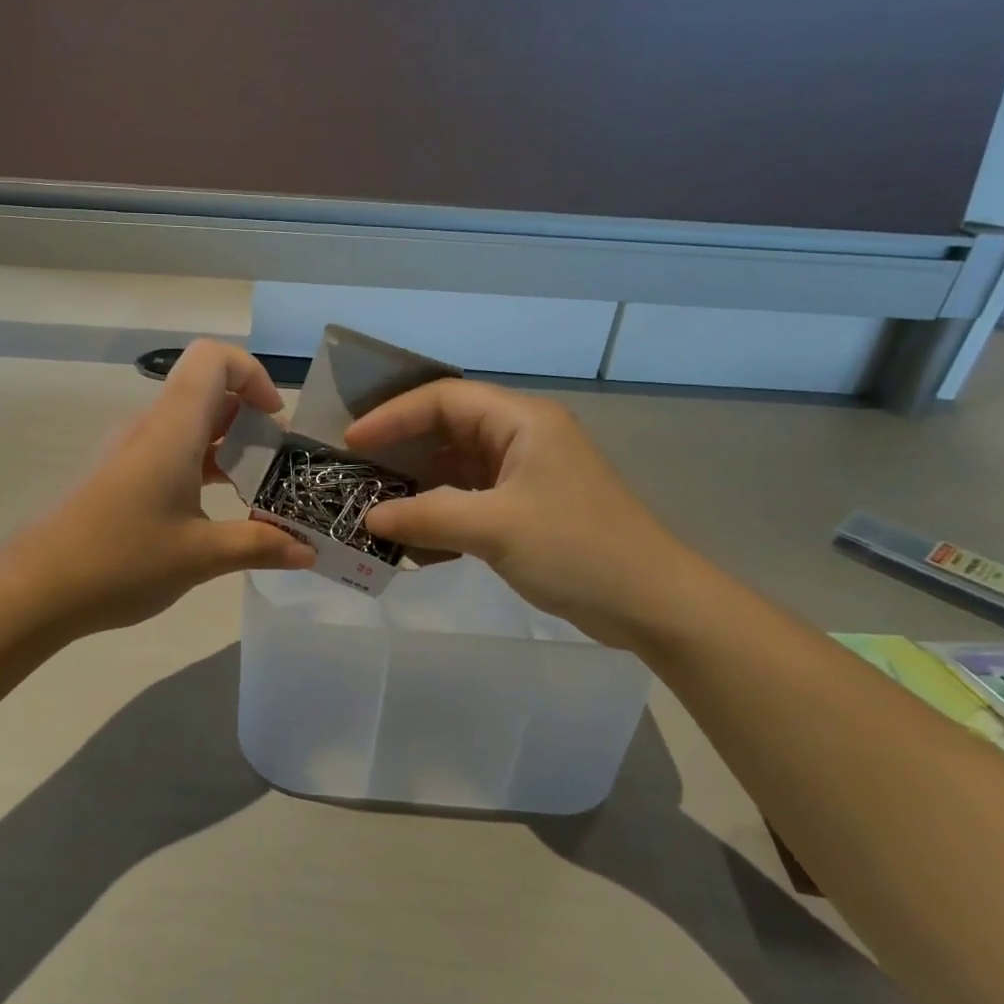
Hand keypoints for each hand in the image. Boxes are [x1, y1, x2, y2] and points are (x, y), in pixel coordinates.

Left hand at [9, 340, 315, 636]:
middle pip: (205, 389)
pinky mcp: (117, 475)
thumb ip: (260, 546)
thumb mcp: (200, 557)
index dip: (253, 374)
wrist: (34, 588)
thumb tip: (309, 552)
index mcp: (171, 428)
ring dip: (226, 446)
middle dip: (250, 418)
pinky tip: (214, 511)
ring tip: (255, 491)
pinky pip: (169, 451)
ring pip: (188, 424)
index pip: (213, 358)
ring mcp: (129, 451)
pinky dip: (200, 467)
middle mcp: (149, 427)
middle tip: (277, 464)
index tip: (275, 423)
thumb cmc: (121, 561)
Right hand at [344, 380, 707, 648]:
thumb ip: (427, 516)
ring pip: (456, 465)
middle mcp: (522, 438)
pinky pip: (470, 499)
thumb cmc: (577, 549)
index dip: (393, 415)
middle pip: (448, 428)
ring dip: (417, 484)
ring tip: (373, 502)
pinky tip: (411, 537)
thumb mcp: (495, 528)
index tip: (352, 441)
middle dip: (400, 448)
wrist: (651, 604)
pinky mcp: (526, 509)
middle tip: (355, 470)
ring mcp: (525, 475)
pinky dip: (439, 512)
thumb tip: (370, 519)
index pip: (444, 399)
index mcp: (522, 421)